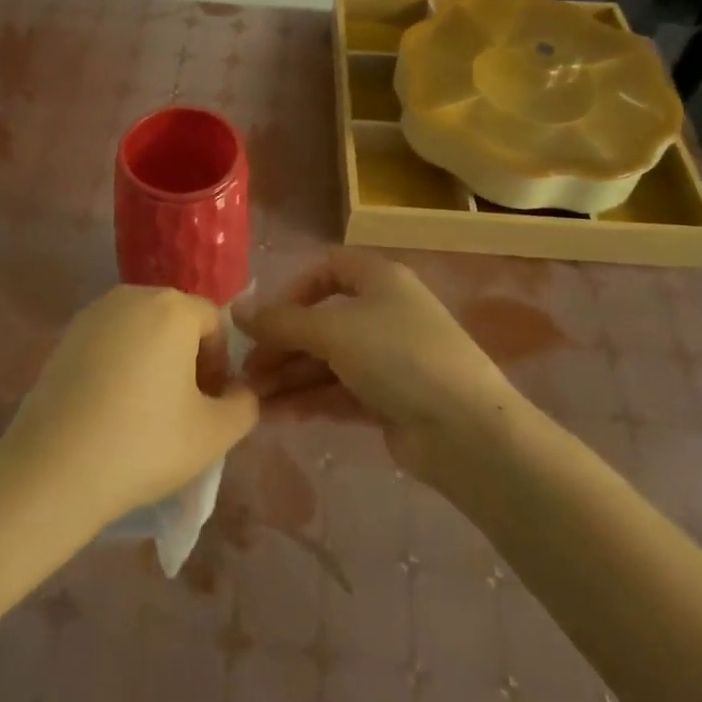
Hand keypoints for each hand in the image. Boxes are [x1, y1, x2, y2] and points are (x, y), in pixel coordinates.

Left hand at [0, 286, 257, 532]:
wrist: (54, 468)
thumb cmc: (144, 444)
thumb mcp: (215, 434)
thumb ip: (245, 405)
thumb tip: (240, 391)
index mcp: (172, 307)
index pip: (214, 322)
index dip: (220, 363)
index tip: (209, 404)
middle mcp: (133, 296)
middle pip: (177, 320)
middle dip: (188, 358)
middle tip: (183, 408)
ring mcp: (94, 313)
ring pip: (142, 329)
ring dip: (154, 359)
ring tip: (147, 409)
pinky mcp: (67, 335)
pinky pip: (110, 340)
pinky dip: (121, 363)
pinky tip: (112, 406)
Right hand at [238, 251, 516, 474]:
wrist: (466, 432)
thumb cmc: (399, 358)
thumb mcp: (333, 332)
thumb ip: (281, 322)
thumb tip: (234, 310)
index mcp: (379, 280)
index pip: (327, 269)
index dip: (293, 290)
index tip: (267, 319)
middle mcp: (383, 313)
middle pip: (321, 321)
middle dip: (282, 344)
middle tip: (246, 370)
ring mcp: (387, 359)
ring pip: (327, 361)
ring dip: (289, 376)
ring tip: (250, 399)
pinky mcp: (388, 400)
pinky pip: (338, 391)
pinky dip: (308, 400)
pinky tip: (275, 415)